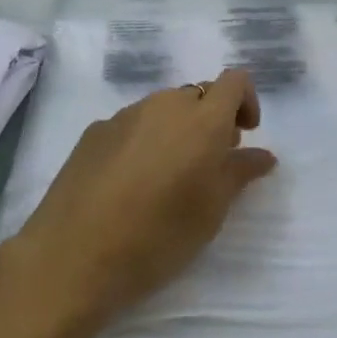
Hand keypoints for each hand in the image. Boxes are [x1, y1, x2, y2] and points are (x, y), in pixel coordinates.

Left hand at [9, 69, 277, 326]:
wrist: (73, 256)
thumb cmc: (157, 237)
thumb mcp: (211, 212)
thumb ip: (239, 173)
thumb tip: (263, 154)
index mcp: (202, 119)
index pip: (234, 81)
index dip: (245, 100)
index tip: (244, 135)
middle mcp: (165, 104)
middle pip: (198, 94)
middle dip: (211, 119)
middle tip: (209, 164)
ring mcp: (126, 114)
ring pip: (163, 108)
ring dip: (176, 129)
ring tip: (168, 176)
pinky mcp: (95, 130)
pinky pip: (132, 123)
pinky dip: (144, 140)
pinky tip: (131, 183)